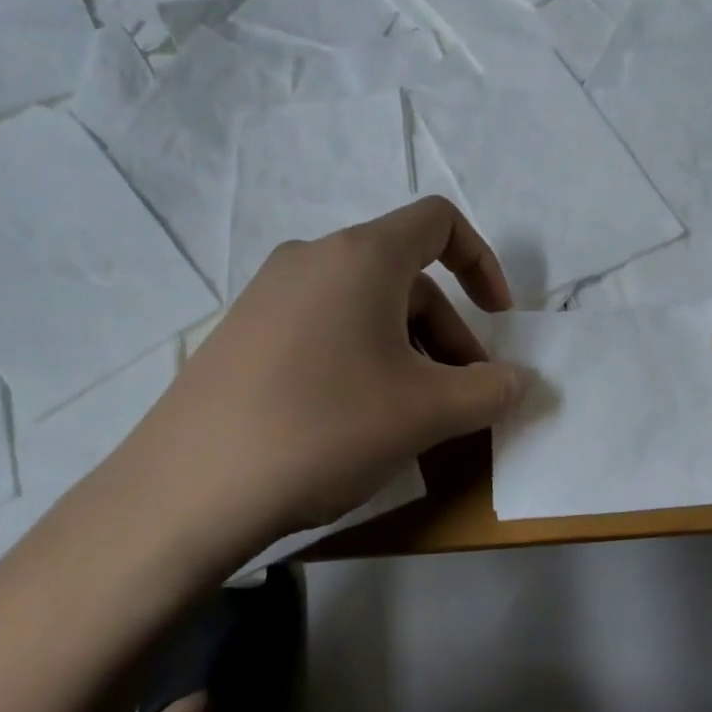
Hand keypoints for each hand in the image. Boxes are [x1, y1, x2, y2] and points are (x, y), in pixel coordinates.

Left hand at [112, 197, 526, 549]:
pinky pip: (323, 328)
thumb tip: (522, 381)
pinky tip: (355, 420)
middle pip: (406, 277)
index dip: (483, 263)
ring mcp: (269, 294)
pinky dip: (360, 358)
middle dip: (448, 333)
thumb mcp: (426, 412)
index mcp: (361, 255)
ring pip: (365, 307)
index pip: (439, 222)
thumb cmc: (325, 427)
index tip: (499, 319)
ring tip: (411, 416)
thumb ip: (489, 390)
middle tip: (459, 397)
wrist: (188, 489)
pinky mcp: (242, 333)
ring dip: (407, 351)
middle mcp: (312, 258)